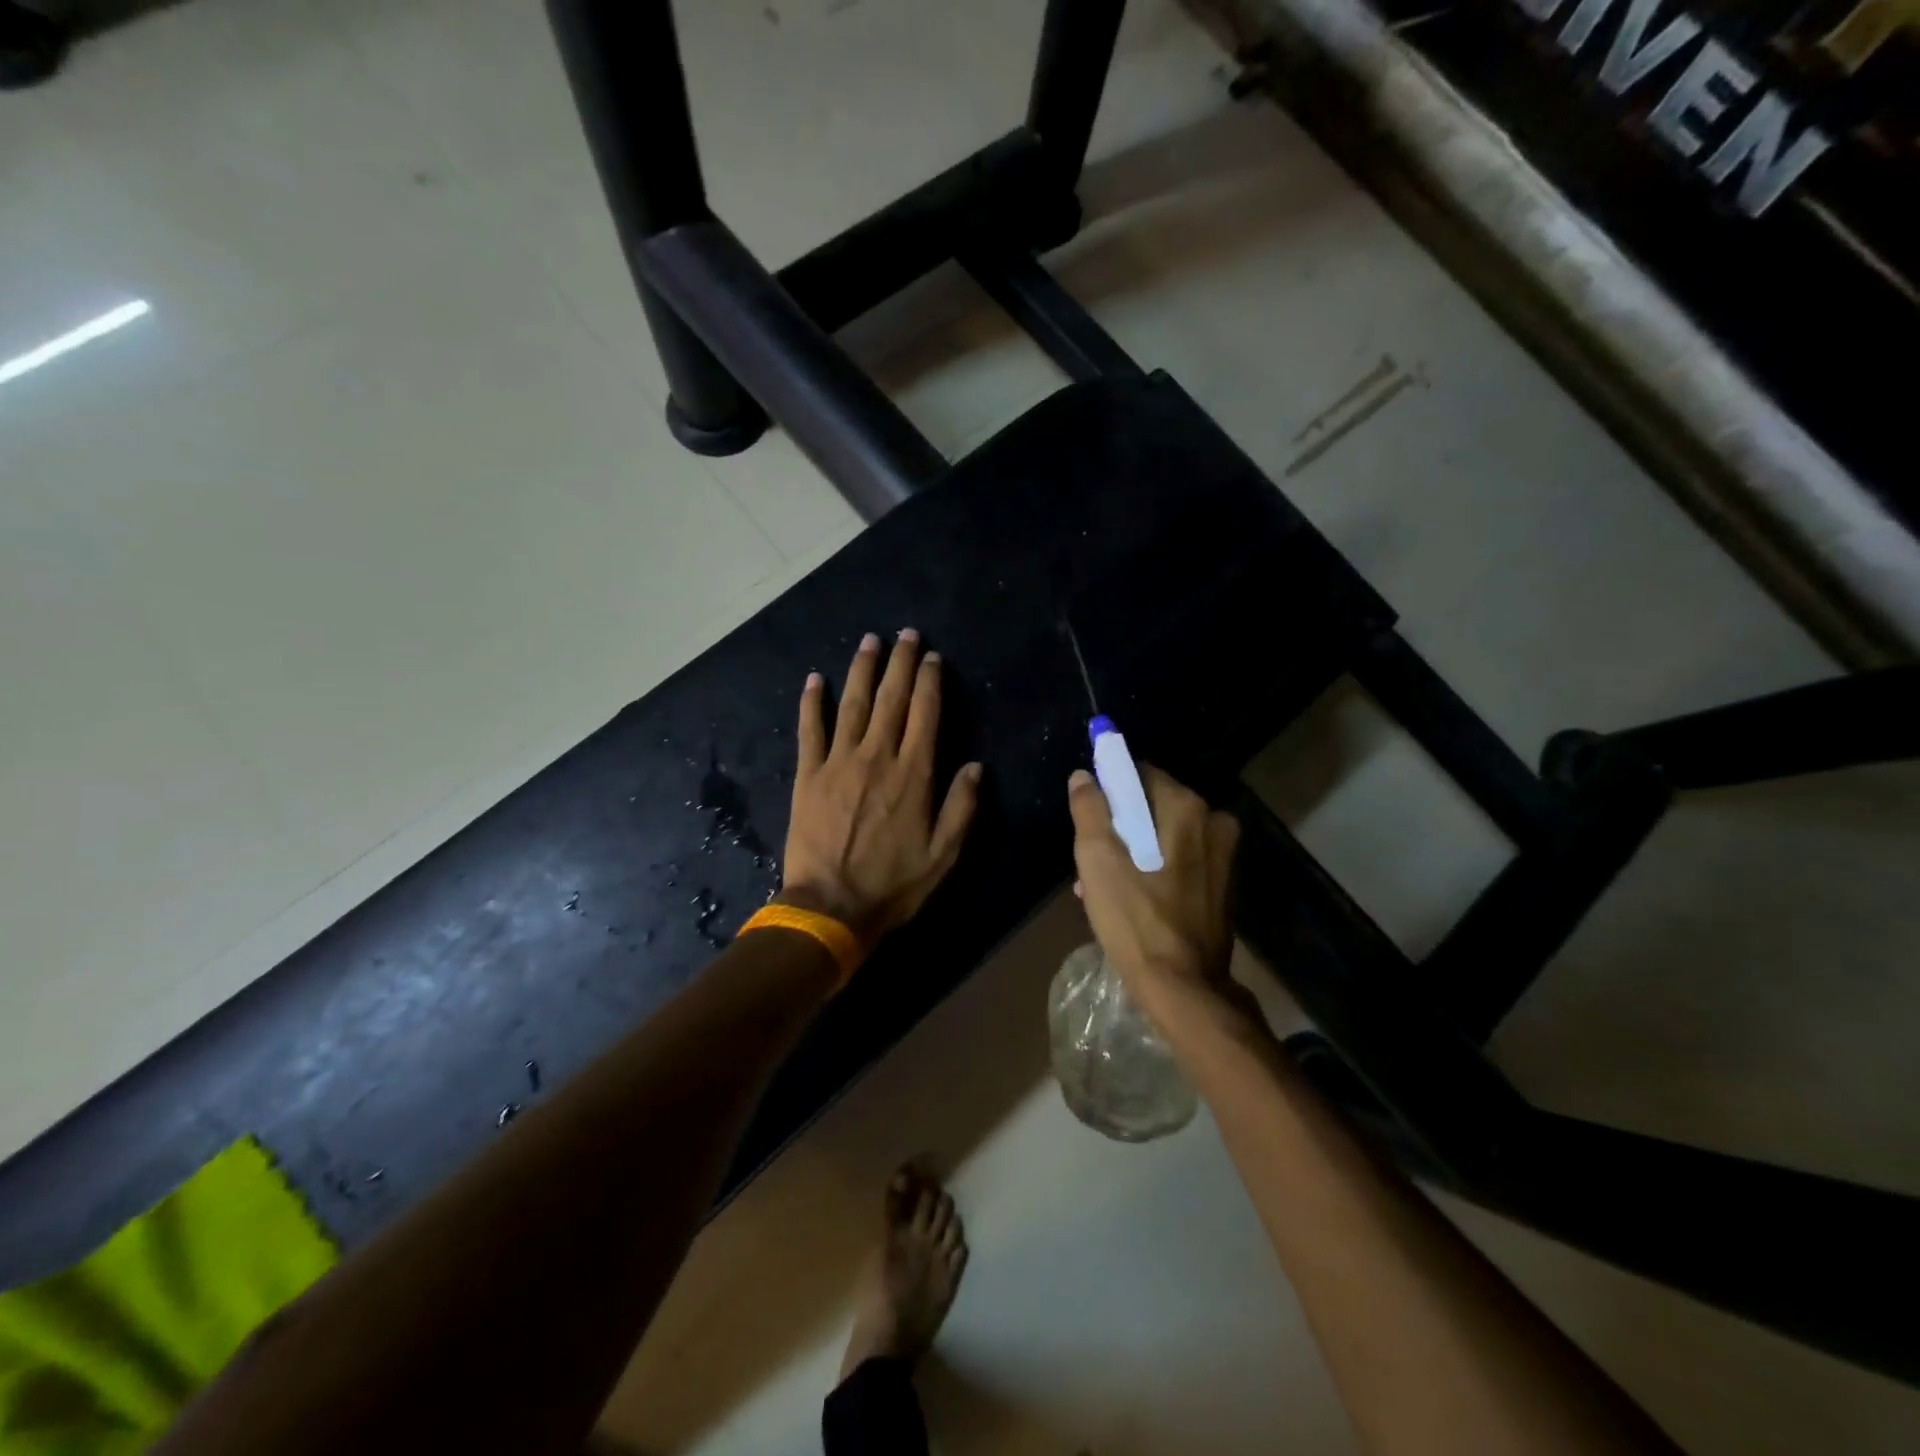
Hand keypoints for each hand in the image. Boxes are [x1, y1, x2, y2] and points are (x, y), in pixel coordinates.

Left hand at [781, 630, 982, 944]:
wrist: (830, 907)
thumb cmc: (892, 884)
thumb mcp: (943, 855)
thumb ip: (961, 808)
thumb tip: (975, 766)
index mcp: (913, 774)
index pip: (925, 714)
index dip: (929, 681)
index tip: (931, 657)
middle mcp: (877, 757)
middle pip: (891, 699)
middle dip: (899, 663)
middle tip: (904, 634)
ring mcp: (839, 762)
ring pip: (852, 704)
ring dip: (861, 670)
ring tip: (869, 641)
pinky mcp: (809, 775)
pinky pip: (810, 730)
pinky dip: (811, 703)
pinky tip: (813, 679)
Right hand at [1067, 764, 1250, 1037]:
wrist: (1184, 988)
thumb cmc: (1135, 919)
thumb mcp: (1097, 860)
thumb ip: (1089, 809)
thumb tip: (1083, 776)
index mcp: (1186, 807)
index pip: (1140, 774)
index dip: (1109, 791)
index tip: (1089, 818)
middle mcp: (1214, 821)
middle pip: (1152, 807)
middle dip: (1119, 827)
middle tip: (1091, 860)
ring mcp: (1224, 856)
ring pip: (1165, 836)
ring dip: (1133, 852)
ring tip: (1101, 887)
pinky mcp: (1223, 885)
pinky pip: (1180, 861)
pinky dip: (1155, 870)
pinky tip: (1130, 899)